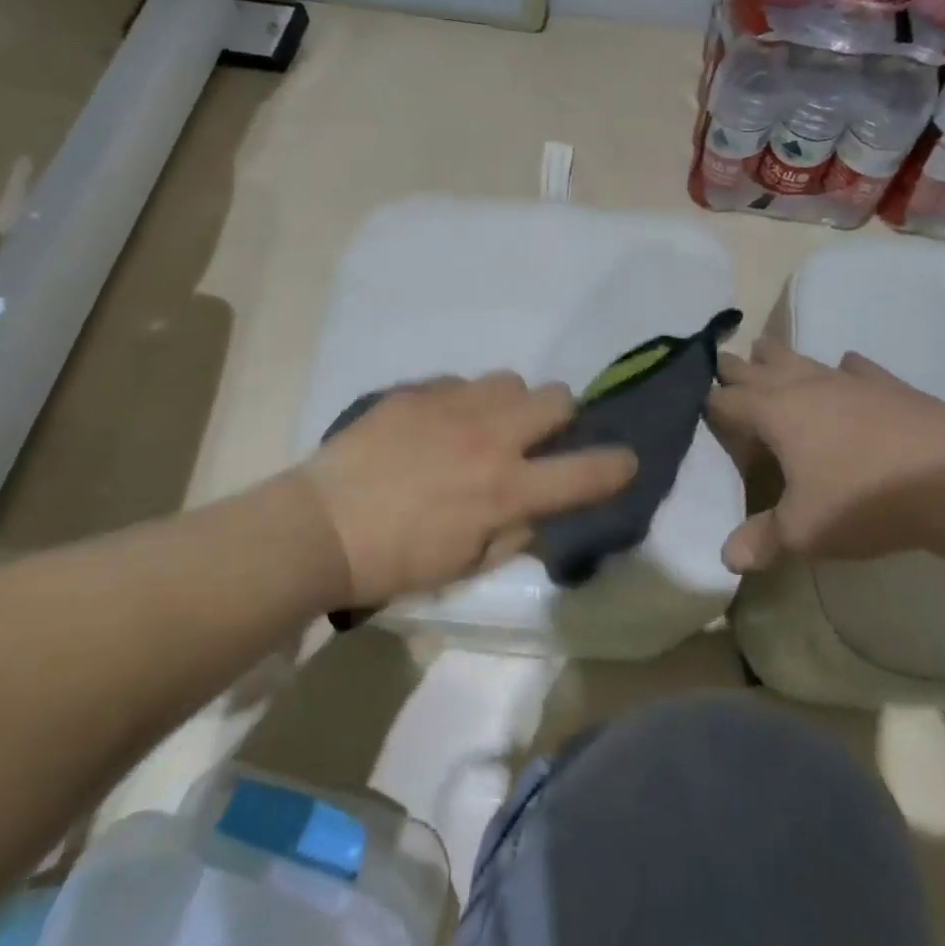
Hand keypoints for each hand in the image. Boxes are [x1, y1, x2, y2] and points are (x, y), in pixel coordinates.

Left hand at [298, 372, 638, 605]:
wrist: (320, 526)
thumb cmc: (395, 561)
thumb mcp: (466, 565)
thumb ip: (514, 533)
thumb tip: (535, 508)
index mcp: (506, 487)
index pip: (585, 472)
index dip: (616, 466)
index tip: (624, 462)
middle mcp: (490, 436)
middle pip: (557, 397)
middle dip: (559, 417)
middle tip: (536, 439)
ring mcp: (452, 405)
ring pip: (510, 380)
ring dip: (510, 404)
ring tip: (483, 426)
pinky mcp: (417, 391)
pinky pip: (460, 382)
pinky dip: (462, 402)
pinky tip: (437, 426)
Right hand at [707, 338, 944, 572]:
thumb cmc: (863, 500)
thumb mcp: (804, 530)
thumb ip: (762, 539)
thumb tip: (727, 558)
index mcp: (773, 413)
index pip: (726, 401)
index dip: (709, 404)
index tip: (698, 405)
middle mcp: (802, 386)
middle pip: (757, 368)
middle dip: (736, 367)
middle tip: (722, 363)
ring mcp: (846, 380)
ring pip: (800, 357)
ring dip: (779, 357)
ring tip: (766, 351)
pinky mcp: (886, 384)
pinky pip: (853, 367)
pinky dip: (840, 368)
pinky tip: (845, 368)